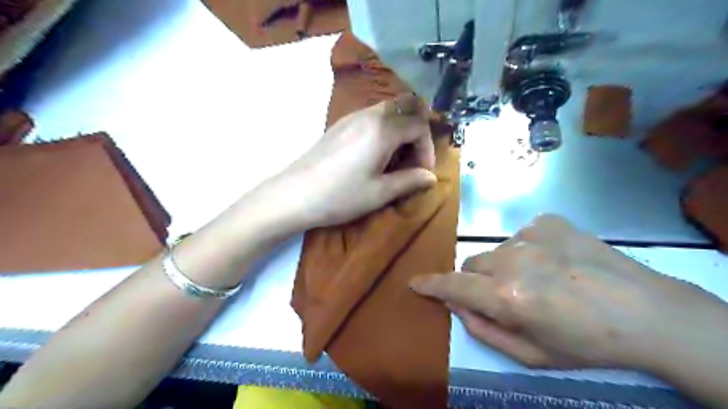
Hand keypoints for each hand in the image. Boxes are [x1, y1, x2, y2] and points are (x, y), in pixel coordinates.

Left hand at [262, 94, 433, 229]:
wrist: (294, 195)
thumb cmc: (340, 195)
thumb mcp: (379, 193)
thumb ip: (410, 181)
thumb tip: (431, 177)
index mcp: (382, 129)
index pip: (419, 125)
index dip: (427, 147)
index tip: (422, 171)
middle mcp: (369, 115)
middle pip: (406, 106)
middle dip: (417, 129)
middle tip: (412, 157)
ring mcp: (351, 117)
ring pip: (388, 109)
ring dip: (400, 129)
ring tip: (394, 160)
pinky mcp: (340, 125)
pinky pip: (372, 117)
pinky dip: (384, 129)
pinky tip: (374, 155)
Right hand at [407, 216, 724, 371]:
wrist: (647, 312)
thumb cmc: (587, 343)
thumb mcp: (531, 355)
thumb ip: (484, 329)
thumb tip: (457, 305)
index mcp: (508, 296)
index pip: (454, 286)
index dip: (431, 285)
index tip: (415, 283)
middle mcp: (513, 260)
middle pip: (471, 265)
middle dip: (476, 282)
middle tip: (504, 296)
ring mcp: (531, 236)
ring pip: (495, 251)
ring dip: (503, 266)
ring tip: (538, 279)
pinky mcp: (548, 222)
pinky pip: (519, 236)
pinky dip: (525, 250)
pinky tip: (553, 261)